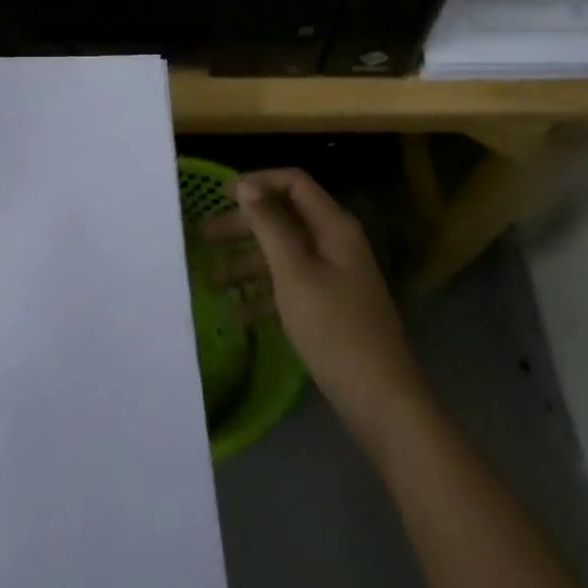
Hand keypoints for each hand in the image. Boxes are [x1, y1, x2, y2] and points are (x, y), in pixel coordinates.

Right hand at [203, 169, 429, 448]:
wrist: (384, 404)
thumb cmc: (336, 330)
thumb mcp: (295, 273)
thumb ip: (269, 226)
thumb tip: (246, 186)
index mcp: (333, 226)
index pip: (294, 183)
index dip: (258, 183)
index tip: (221, 196)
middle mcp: (335, 243)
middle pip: (284, 219)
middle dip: (244, 226)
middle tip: (204, 237)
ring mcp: (334, 277)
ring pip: (284, 255)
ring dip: (247, 264)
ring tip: (210, 281)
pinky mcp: (331, 309)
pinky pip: (291, 287)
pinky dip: (265, 295)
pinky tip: (238, 314)